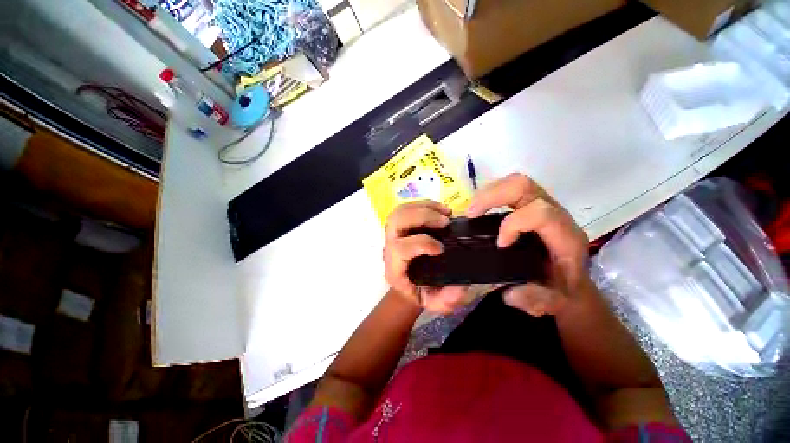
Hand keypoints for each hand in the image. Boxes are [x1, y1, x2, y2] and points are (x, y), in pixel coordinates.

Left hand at [383, 200, 470, 314]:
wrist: (408, 285)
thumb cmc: (419, 293)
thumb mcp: (434, 303)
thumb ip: (446, 300)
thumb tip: (460, 285)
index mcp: (394, 268)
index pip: (400, 248)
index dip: (421, 243)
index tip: (441, 248)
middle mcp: (389, 248)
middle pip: (396, 221)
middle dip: (422, 217)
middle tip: (445, 222)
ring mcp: (393, 234)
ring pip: (400, 211)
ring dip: (424, 207)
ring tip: (446, 213)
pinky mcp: (401, 226)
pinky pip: (407, 208)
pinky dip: (424, 204)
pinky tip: (441, 210)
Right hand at [466, 173, 589, 316]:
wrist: (571, 282)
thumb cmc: (562, 290)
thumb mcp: (553, 303)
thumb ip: (537, 300)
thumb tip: (511, 291)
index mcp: (565, 237)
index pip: (540, 213)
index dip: (513, 224)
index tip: (499, 244)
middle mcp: (556, 214)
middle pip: (524, 186)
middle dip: (492, 196)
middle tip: (470, 213)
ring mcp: (542, 206)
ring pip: (515, 183)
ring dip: (488, 193)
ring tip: (471, 211)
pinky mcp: (530, 206)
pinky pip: (509, 191)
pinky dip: (490, 196)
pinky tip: (479, 212)